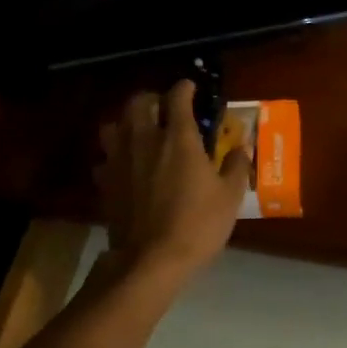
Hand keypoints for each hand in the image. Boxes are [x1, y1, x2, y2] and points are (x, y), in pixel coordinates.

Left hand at [96, 80, 249, 282]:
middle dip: (153, 99)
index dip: (185, 88)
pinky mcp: (106, 182)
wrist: (151, 259)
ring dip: (128, 122)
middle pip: (139, 102)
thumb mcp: (230, 196)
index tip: (192, 88)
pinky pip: (106, 158)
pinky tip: (127, 167)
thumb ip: (236, 165)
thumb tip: (241, 147)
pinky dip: (116, 156)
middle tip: (166, 108)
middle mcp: (145, 140)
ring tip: (141, 133)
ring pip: (114, 125)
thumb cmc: (198, 224)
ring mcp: (120, 160)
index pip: (178, 97)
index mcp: (179, 138)